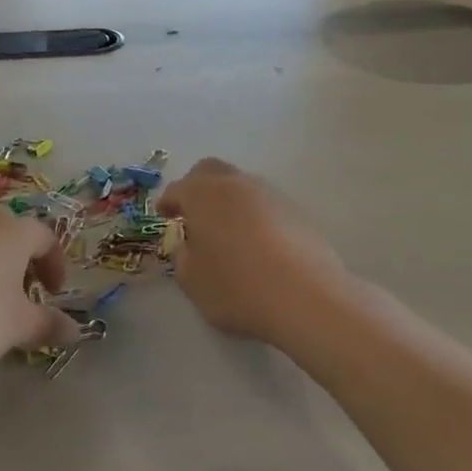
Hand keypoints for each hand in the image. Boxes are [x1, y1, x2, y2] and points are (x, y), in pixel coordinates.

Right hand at [158, 159, 349, 346]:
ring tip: (226, 232)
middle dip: (197, 187)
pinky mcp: (298, 212)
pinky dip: (253, 217)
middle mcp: (237, 185)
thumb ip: (183, 258)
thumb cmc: (238, 288)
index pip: (178, 189)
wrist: (307, 299)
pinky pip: (265, 206)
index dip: (167, 202)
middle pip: (211, 171)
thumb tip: (189, 246)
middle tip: (191, 213)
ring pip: (241, 186)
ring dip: (228, 202)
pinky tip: (256, 244)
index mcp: (204, 195)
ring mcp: (271, 195)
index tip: (164, 215)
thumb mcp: (193, 281)